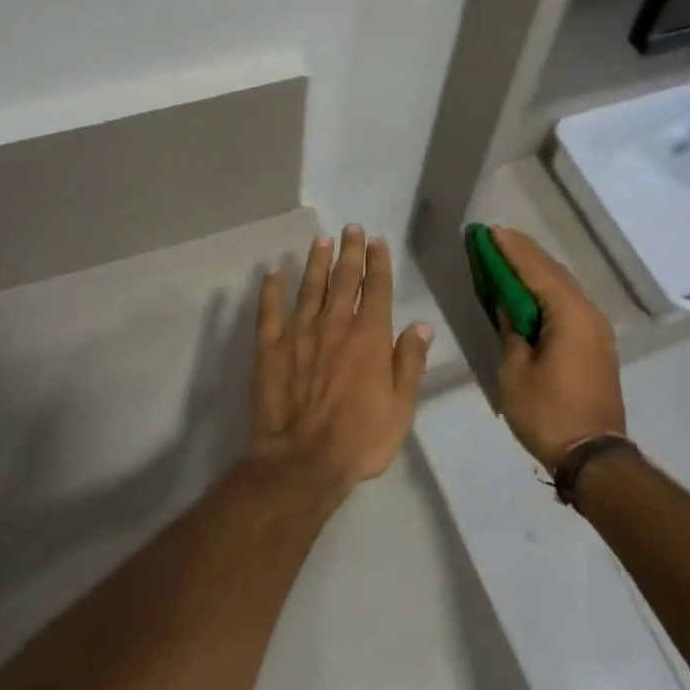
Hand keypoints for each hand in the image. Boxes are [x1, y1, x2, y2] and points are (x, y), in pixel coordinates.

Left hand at [249, 225, 433, 495]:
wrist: (302, 461)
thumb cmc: (360, 439)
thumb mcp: (401, 407)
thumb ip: (409, 362)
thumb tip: (420, 326)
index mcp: (369, 337)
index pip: (376, 289)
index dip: (378, 263)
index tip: (377, 241)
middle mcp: (334, 325)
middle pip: (343, 279)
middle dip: (349, 251)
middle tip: (351, 228)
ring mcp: (299, 333)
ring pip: (309, 287)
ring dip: (316, 262)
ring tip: (321, 240)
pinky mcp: (269, 348)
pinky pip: (270, 310)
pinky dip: (272, 289)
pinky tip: (274, 271)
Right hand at [491, 226, 625, 469]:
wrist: (593, 457)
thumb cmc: (548, 413)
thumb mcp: (515, 372)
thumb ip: (511, 331)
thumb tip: (509, 307)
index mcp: (570, 315)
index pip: (536, 271)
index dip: (511, 250)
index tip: (491, 231)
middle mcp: (588, 314)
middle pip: (553, 273)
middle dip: (525, 254)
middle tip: (497, 238)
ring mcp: (596, 330)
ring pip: (564, 288)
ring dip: (537, 271)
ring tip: (510, 257)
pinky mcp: (595, 345)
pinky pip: (569, 305)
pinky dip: (548, 292)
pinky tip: (531, 291)